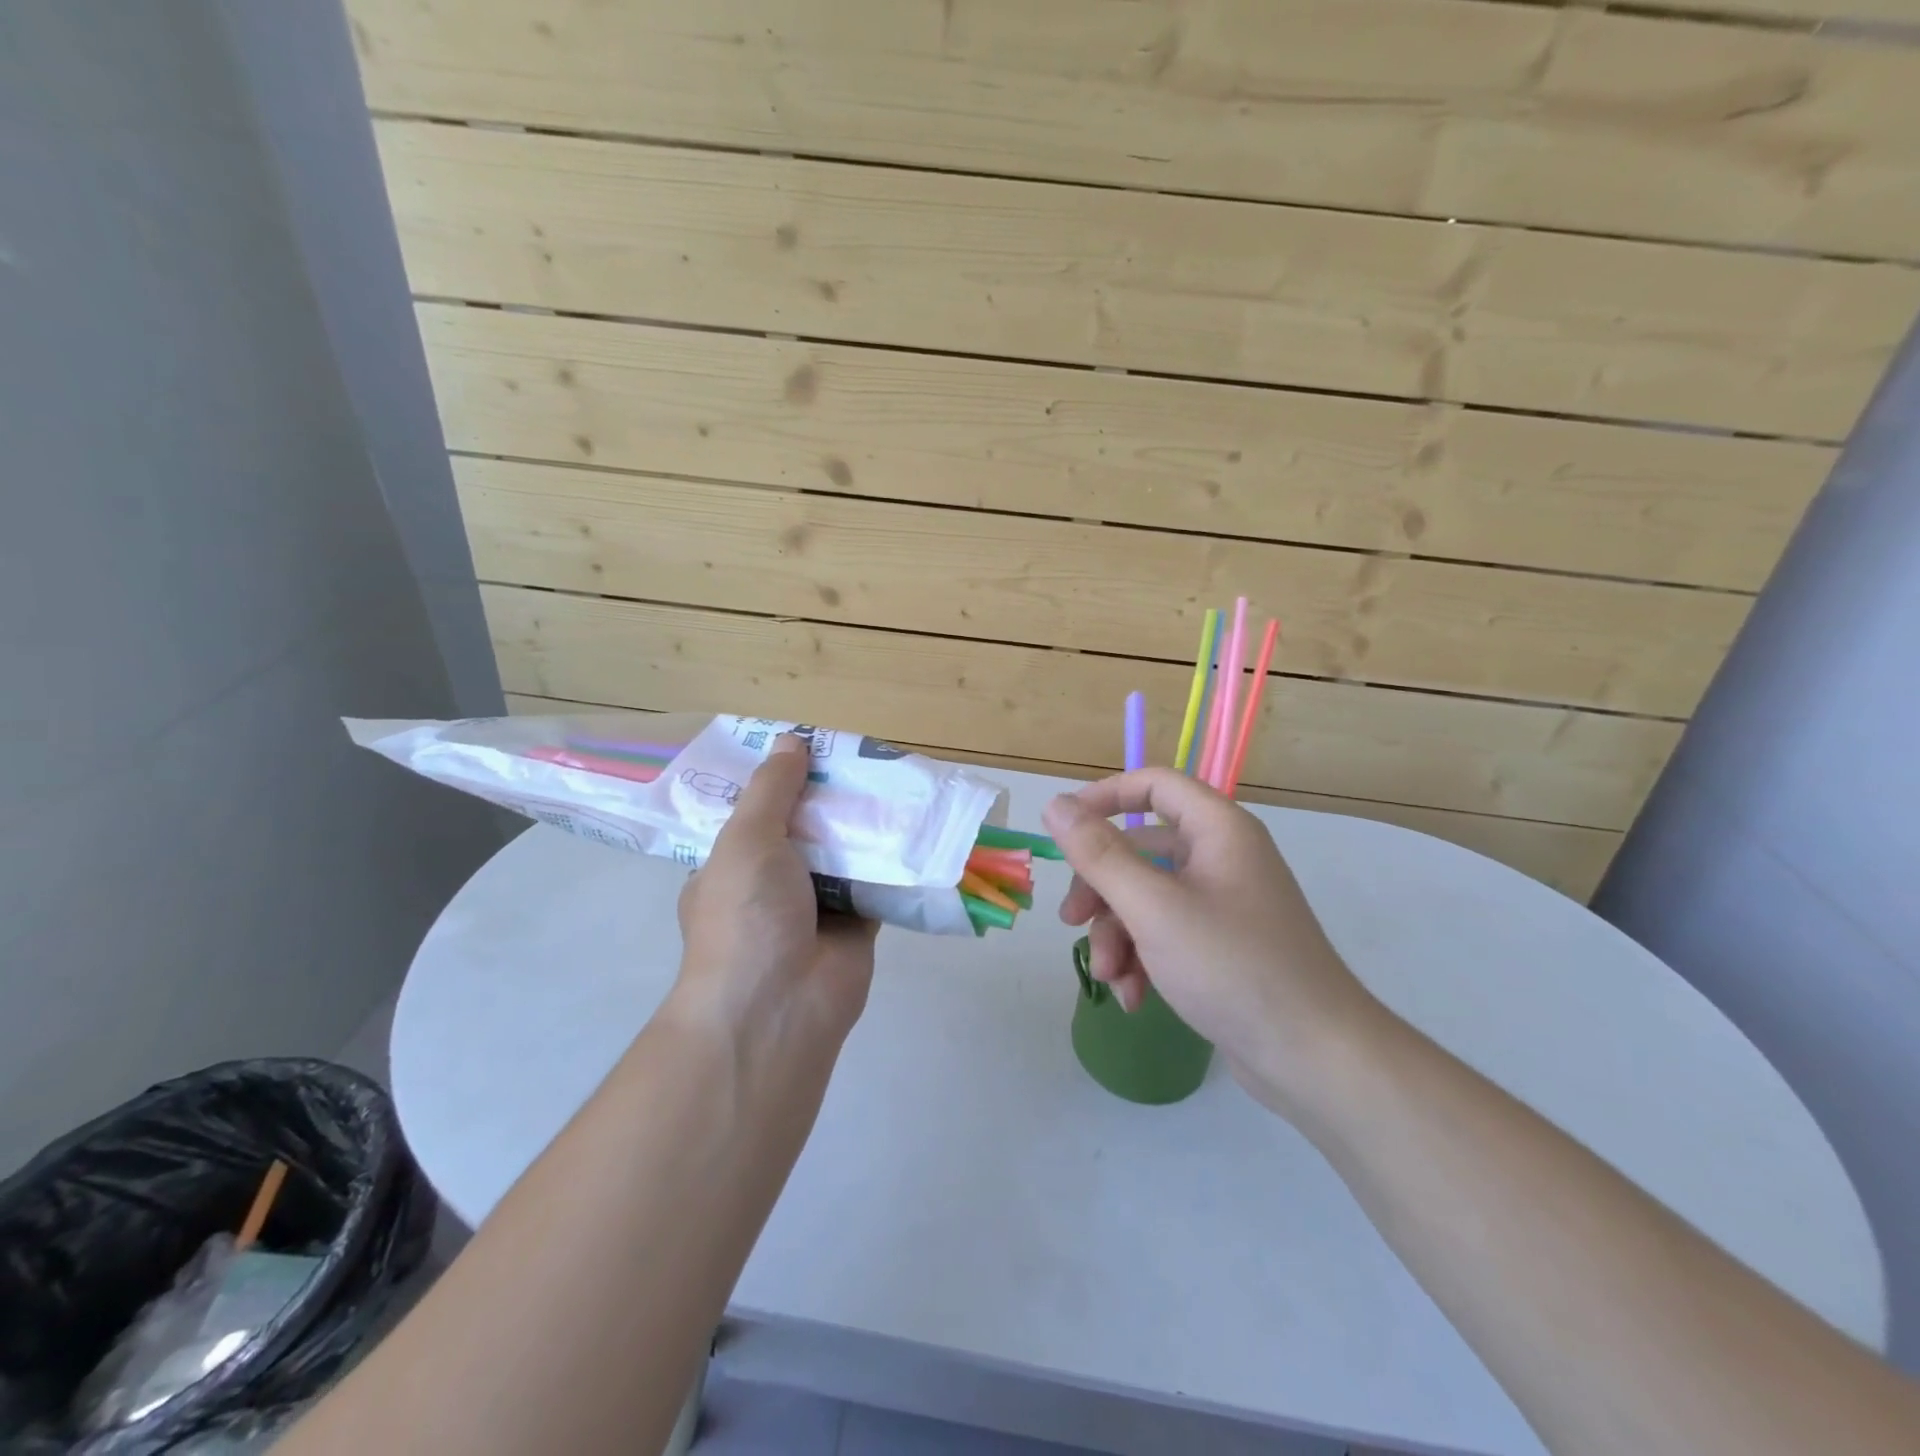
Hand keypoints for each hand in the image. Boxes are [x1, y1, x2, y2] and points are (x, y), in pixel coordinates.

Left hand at [673, 735, 877, 1047]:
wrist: (778, 1006)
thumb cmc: (746, 916)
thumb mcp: (746, 840)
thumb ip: (771, 790)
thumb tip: (790, 740)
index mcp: (734, 865)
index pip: (758, 813)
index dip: (784, 781)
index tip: (814, 749)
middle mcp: (772, 885)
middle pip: (807, 830)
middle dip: (832, 800)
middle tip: (867, 759)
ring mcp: (815, 908)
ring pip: (846, 855)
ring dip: (866, 827)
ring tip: (898, 781)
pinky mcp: (857, 926)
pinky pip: (877, 883)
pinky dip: (894, 861)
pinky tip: (916, 827)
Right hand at [1043, 769, 1378, 1114]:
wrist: (1314, 1059)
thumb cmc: (1233, 968)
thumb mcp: (1153, 908)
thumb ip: (1099, 854)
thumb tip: (1054, 804)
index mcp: (1218, 830)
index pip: (1154, 785)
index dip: (1103, 797)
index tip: (1062, 829)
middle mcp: (1222, 857)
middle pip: (1140, 849)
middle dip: (1100, 889)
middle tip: (1070, 921)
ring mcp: (1223, 904)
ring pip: (1146, 898)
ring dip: (1117, 935)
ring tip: (1110, 978)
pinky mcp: (1221, 946)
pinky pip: (1165, 933)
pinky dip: (1142, 958)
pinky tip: (1134, 997)